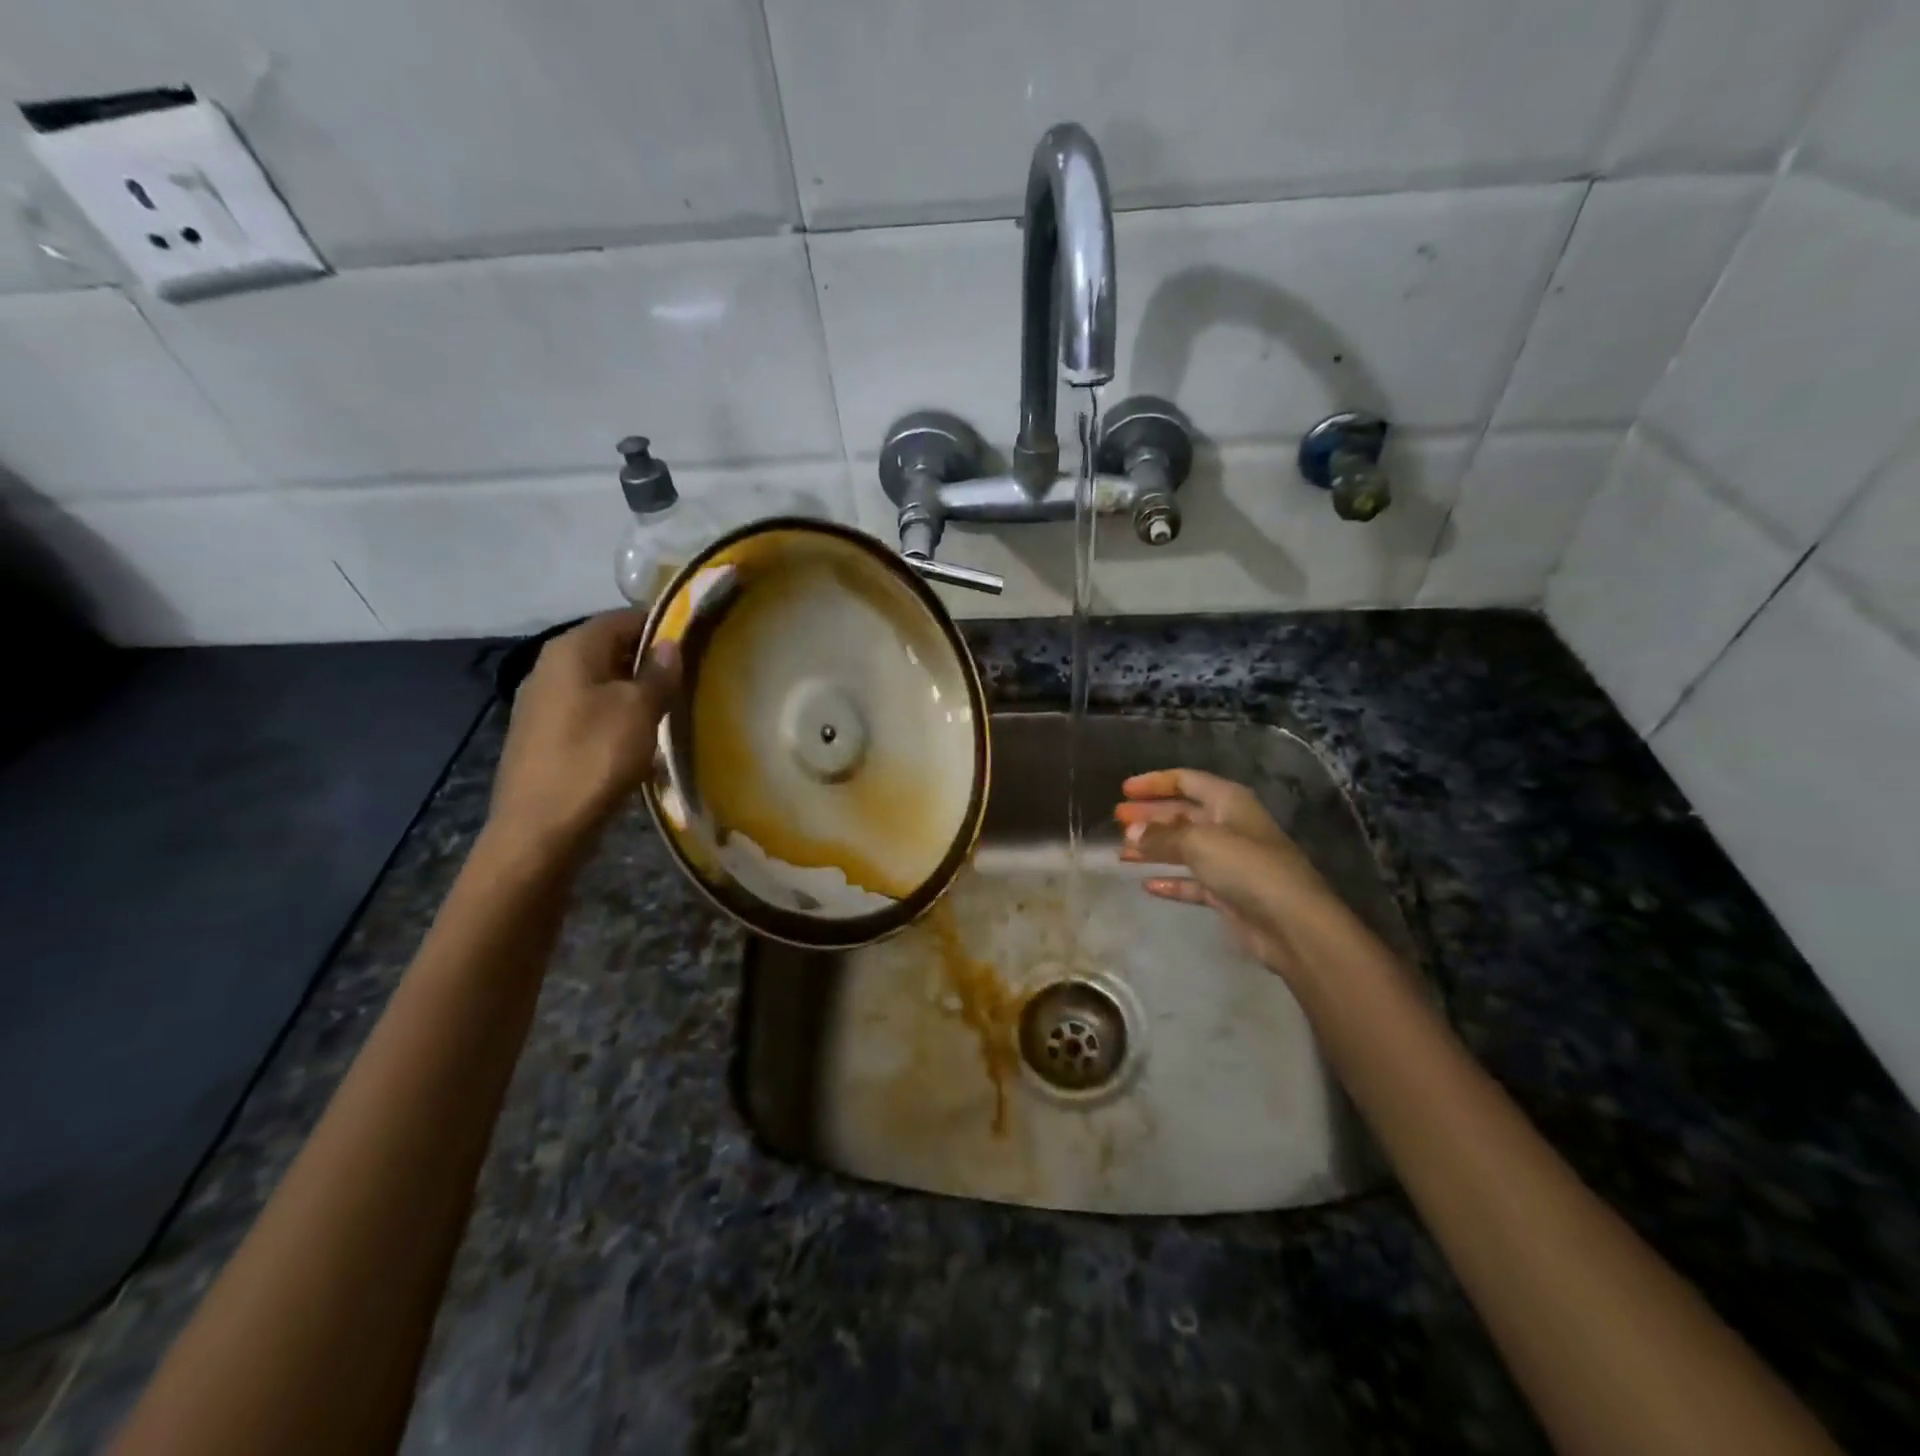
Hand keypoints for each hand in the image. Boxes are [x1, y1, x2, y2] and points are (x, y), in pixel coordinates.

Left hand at [487, 609, 679, 862]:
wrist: (541, 828)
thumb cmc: (595, 758)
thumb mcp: (640, 711)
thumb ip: (658, 673)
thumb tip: (670, 644)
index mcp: (571, 649)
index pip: (623, 618)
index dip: (661, 626)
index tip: (696, 643)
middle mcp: (549, 665)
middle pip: (609, 648)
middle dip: (648, 661)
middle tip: (688, 679)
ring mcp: (541, 701)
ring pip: (599, 681)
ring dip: (633, 691)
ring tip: (668, 710)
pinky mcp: (542, 734)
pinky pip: (587, 710)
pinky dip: (614, 715)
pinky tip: (636, 738)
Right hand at [1114, 768, 1339, 980]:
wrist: (1291, 923)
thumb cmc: (1246, 867)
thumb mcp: (1198, 843)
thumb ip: (1160, 836)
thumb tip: (1129, 834)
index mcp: (1229, 801)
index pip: (1186, 780)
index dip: (1155, 783)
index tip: (1124, 790)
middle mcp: (1230, 826)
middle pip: (1183, 814)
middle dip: (1150, 816)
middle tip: (1117, 820)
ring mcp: (1230, 861)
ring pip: (1184, 848)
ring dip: (1154, 848)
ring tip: (1122, 851)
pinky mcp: (1229, 893)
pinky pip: (1192, 881)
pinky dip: (1171, 881)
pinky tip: (1146, 885)